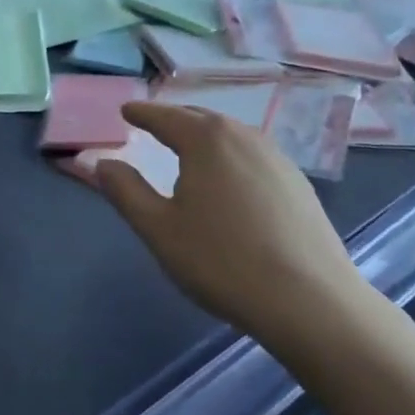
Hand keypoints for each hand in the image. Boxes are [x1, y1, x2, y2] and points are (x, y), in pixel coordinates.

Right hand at [95, 101, 372, 358]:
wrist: (312, 303)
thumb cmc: (222, 261)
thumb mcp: (159, 229)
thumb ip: (125, 191)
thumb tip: (103, 164)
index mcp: (205, 139)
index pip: (164, 116)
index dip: (141, 113)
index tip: (126, 111)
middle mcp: (243, 136)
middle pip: (200, 118)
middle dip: (174, 120)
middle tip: (154, 126)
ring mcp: (277, 159)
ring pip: (231, 135)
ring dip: (206, 136)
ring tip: (190, 149)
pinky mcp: (299, 185)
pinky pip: (253, 155)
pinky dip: (231, 156)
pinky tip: (231, 180)